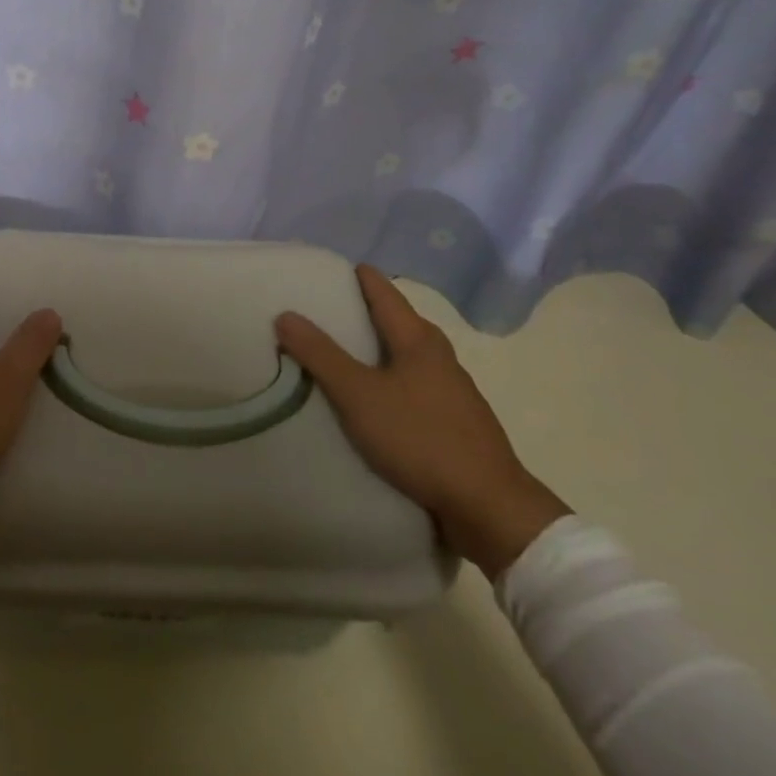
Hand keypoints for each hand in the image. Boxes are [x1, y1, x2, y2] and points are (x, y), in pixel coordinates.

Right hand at [275, 266, 569, 580]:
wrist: (489, 508)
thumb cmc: (420, 439)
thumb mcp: (358, 395)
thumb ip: (320, 355)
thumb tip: (285, 314)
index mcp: (419, 340)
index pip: (385, 292)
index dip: (360, 276)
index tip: (333, 267)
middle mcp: (440, 357)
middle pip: (401, 321)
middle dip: (369, 311)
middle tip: (332, 308)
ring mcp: (455, 392)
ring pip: (411, 356)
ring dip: (382, 349)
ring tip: (349, 353)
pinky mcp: (458, 424)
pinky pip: (418, 386)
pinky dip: (394, 379)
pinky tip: (380, 399)